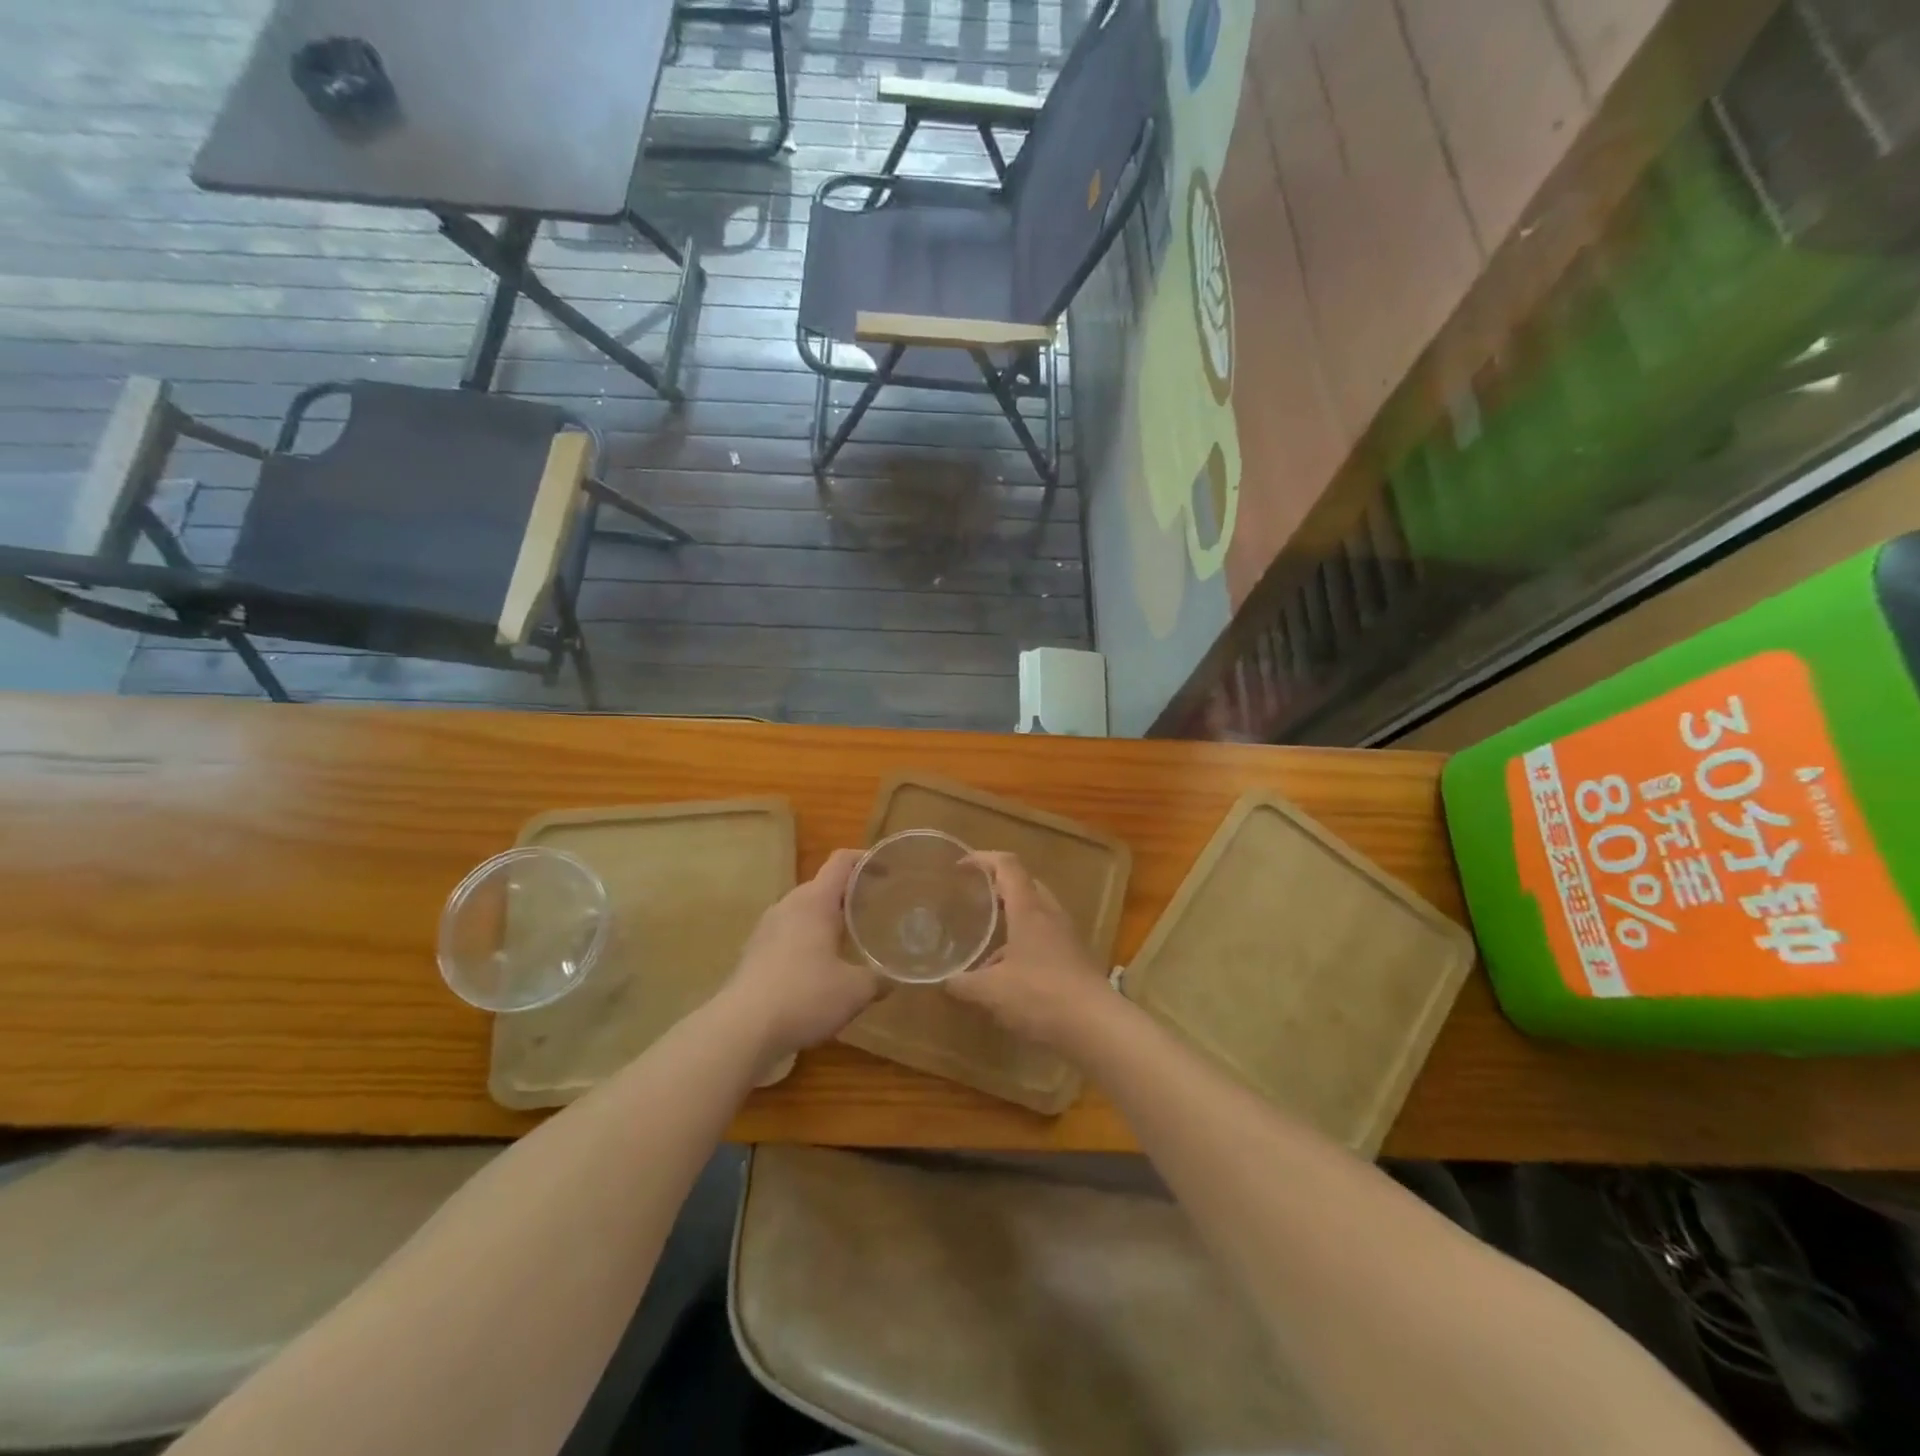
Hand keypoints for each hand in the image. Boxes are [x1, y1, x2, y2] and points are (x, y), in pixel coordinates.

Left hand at [722, 849, 882, 1062]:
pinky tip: (819, 969)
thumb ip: (879, 978)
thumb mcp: (855, 991)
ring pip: (804, 911)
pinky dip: (808, 940)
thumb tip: (893, 977)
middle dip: (850, 894)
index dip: (865, 859)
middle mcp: (788, 905)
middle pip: (823, 886)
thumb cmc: (803, 997)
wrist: (740, 1029)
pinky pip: (788, 933)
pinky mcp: (754, 952)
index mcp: (815, 901)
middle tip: (876, 910)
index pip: (841, 861)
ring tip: (850, 939)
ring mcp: (766, 928)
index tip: (888, 870)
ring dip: (827, 920)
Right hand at [945, 851, 1111, 1047]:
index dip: (983, 859)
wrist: (1096, 1026)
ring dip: (1013, 917)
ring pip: (1037, 912)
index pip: (1007, 865)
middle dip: (999, 886)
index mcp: (1029, 909)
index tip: (960, 867)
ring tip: (987, 937)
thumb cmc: (1040, 995)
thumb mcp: (991, 991)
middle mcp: (1050, 914)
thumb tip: (945, 981)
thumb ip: (964, 983)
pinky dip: (1025, 942)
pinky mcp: (1075, 958)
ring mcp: (1066, 936)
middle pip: (1026, 884)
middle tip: (974, 898)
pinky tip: (1009, 972)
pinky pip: (1045, 937)